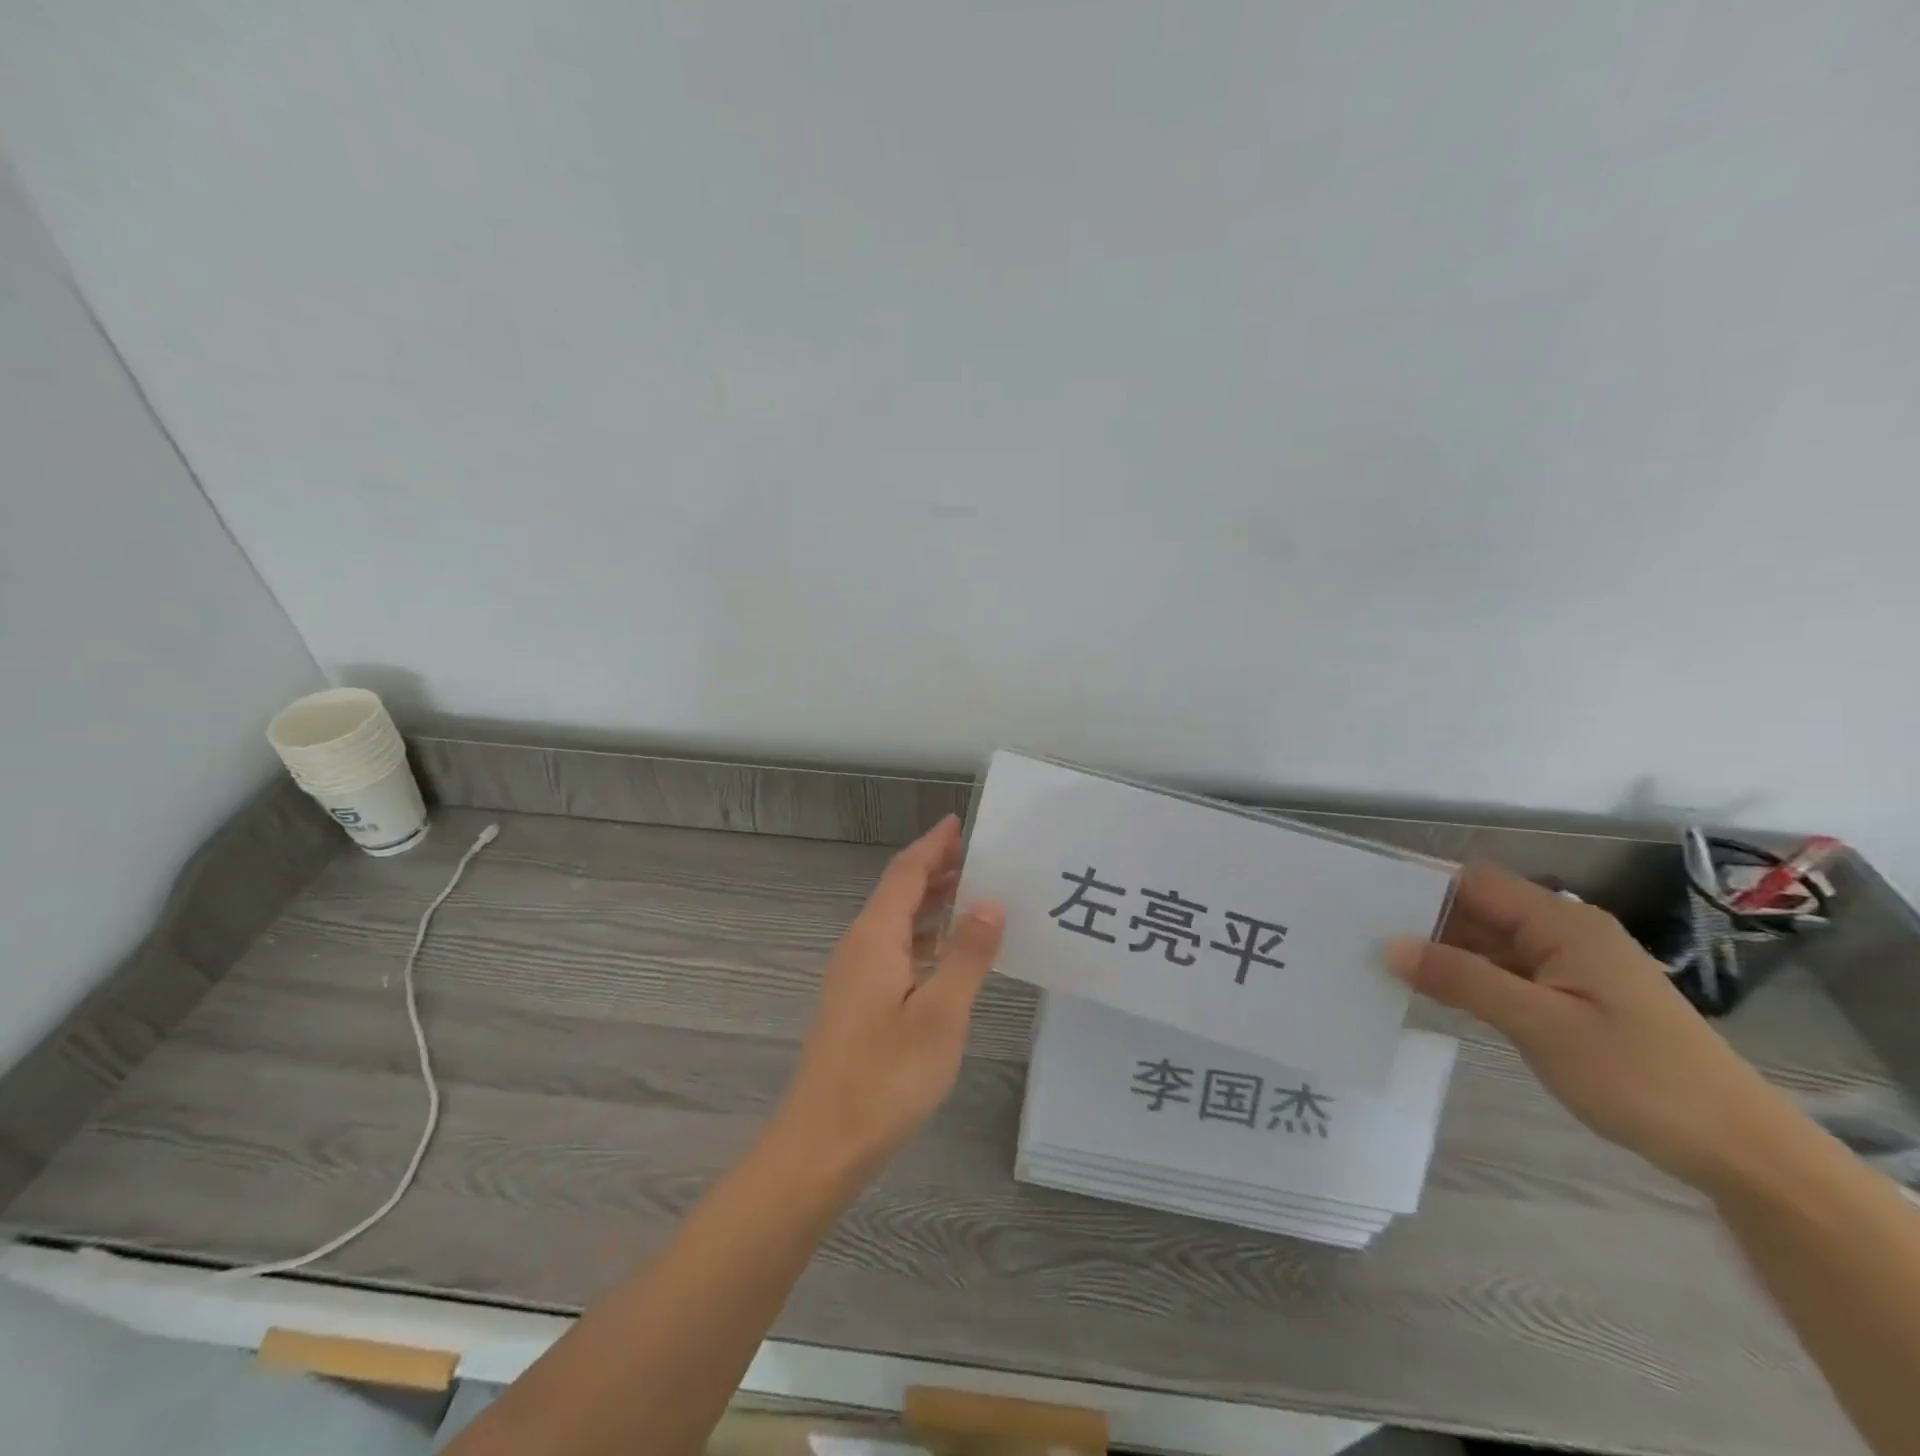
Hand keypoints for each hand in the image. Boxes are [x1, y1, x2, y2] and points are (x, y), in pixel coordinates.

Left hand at [772, 815, 1004, 1180]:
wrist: (821, 1146)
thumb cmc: (884, 1077)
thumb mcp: (941, 1015)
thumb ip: (967, 956)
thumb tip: (990, 902)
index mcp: (875, 938)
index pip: (906, 873)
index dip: (933, 846)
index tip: (959, 823)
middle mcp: (859, 947)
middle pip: (898, 893)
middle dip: (936, 871)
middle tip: (982, 858)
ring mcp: (854, 978)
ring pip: (895, 924)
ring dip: (931, 906)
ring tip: (975, 897)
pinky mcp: (856, 1005)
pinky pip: (893, 952)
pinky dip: (923, 940)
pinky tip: (948, 956)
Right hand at [1387, 862, 1798, 1193]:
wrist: (1738, 1150)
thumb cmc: (1640, 1077)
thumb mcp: (1541, 1026)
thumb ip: (1463, 980)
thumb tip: (1390, 946)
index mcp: (1562, 923)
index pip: (1474, 883)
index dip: (1419, 885)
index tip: (1362, 899)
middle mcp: (1564, 933)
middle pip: (1478, 910)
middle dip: (1421, 920)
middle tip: (1359, 935)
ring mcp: (1569, 967)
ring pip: (1488, 944)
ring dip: (1442, 953)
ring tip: (1380, 962)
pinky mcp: (1571, 998)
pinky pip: (1504, 973)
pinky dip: (1467, 979)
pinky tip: (1430, 992)